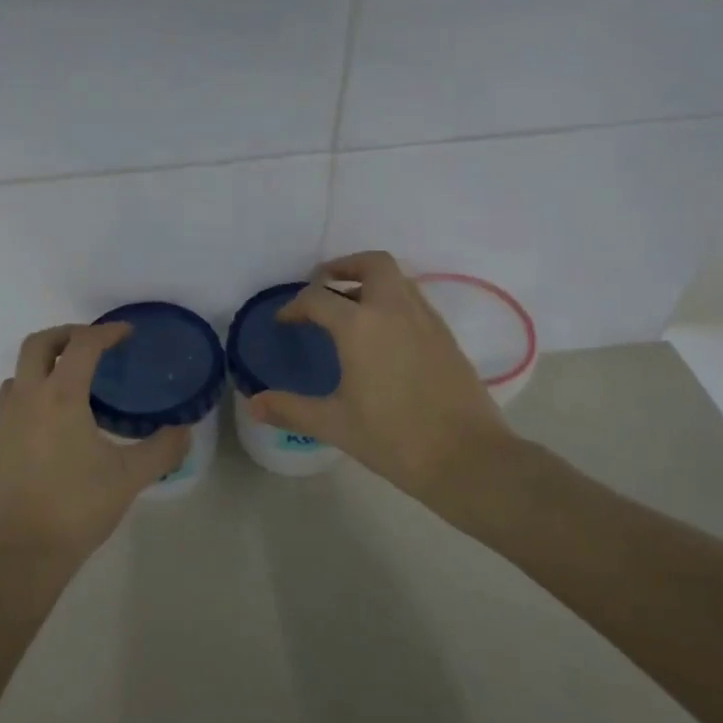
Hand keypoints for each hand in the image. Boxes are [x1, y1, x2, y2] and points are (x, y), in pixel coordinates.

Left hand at [0, 322, 190, 571]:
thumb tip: (184, 430)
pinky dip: (35, 386)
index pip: (82, 345)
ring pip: (21, 369)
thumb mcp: (129, 478)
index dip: (106, 332)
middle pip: (40, 343)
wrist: (21, 552)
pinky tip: (56, 414)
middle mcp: (29, 397)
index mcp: (60, 397)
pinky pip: (15, 395)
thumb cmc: (77, 508)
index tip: (127, 332)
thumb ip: (162, 449)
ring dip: (47, 360)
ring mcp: (8, 419)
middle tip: (96, 343)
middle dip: (68, 334)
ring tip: (75, 376)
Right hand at [246, 251, 516, 500]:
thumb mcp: (335, 424)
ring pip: (398, 279)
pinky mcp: (446, 336)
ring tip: (351, 308)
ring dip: (371, 282)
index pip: (319, 299)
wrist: (468, 458)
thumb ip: (291, 409)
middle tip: (324, 285)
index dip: (295, 306)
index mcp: (360, 326)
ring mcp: (426, 320)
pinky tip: (384, 335)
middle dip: (344, 267)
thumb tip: (254, 404)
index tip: (285, 321)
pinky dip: (393, 301)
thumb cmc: (394, 439)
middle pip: (372, 265)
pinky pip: (415, 300)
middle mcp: (394, 310)